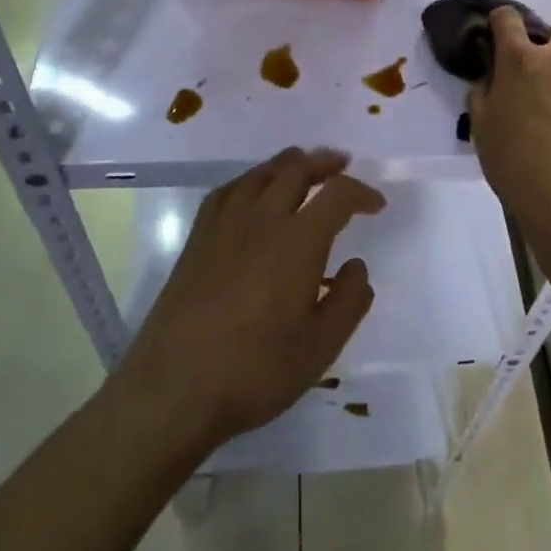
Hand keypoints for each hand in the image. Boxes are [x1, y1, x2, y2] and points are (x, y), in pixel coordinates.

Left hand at [115, 148, 381, 452]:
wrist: (174, 387)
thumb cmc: (255, 370)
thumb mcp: (320, 348)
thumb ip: (348, 301)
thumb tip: (357, 266)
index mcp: (298, 241)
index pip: (337, 195)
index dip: (362, 192)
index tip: (376, 204)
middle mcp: (262, 219)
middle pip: (296, 169)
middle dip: (324, 162)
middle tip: (341, 165)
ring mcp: (224, 225)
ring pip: (260, 173)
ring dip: (288, 164)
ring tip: (302, 168)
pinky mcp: (197, 238)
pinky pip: (228, 190)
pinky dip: (250, 180)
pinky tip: (252, 191)